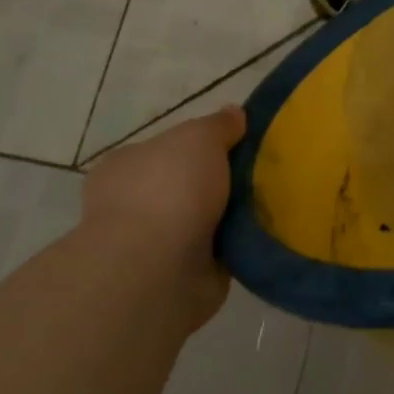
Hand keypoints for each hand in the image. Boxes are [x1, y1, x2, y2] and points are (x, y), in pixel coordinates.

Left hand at [81, 106, 244, 330]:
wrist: (154, 274)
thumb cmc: (168, 190)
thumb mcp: (199, 137)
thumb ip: (218, 125)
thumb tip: (234, 115)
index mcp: (124, 167)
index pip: (164, 149)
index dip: (199, 145)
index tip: (235, 144)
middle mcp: (131, 206)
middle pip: (186, 184)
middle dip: (219, 182)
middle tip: (260, 173)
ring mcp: (151, 246)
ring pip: (202, 220)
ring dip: (230, 216)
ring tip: (269, 203)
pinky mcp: (176, 278)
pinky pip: (216, 254)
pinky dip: (236, 247)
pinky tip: (262, 234)